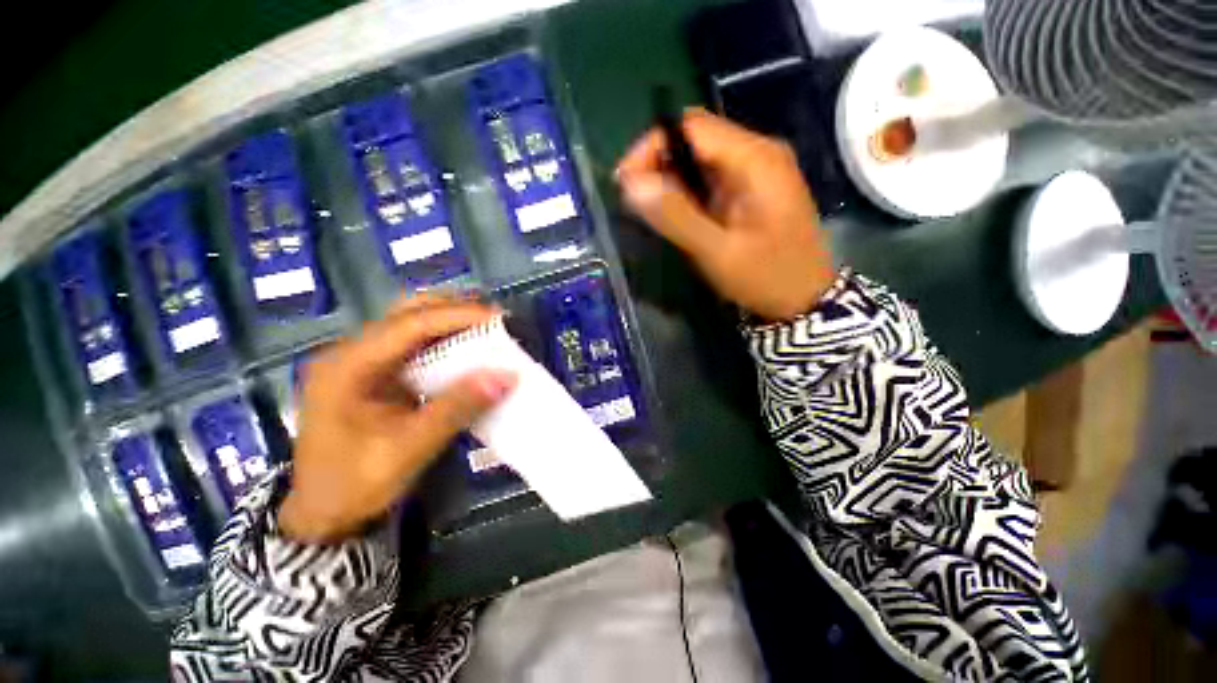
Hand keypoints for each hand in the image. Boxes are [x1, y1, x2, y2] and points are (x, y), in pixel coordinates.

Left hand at [280, 295, 516, 542]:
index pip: (410, 325)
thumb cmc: (356, 484)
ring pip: (412, 324)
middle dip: (454, 309)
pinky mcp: (377, 374)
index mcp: (347, 367)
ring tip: (488, 328)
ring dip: (451, 322)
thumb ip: (458, 408)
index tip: (497, 317)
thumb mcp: (409, 449)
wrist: (325, 515)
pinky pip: (416, 345)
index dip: (457, 316)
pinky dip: (446, 342)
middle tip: (494, 318)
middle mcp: (352, 353)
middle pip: (407, 312)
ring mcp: (363, 362)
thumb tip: (507, 376)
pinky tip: (468, 349)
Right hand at [616, 109, 834, 320]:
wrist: (804, 300)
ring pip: (699, 159)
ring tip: (649, 210)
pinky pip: (709, 179)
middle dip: (658, 163)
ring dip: (669, 179)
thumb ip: (675, 216)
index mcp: (755, 158)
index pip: (692, 127)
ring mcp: (756, 171)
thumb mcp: (717, 251)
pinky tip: (675, 215)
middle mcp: (757, 153)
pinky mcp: (750, 190)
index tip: (625, 181)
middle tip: (634, 200)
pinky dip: (685, 192)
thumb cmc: (766, 277)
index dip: (652, 146)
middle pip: (695, 138)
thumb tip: (631, 184)